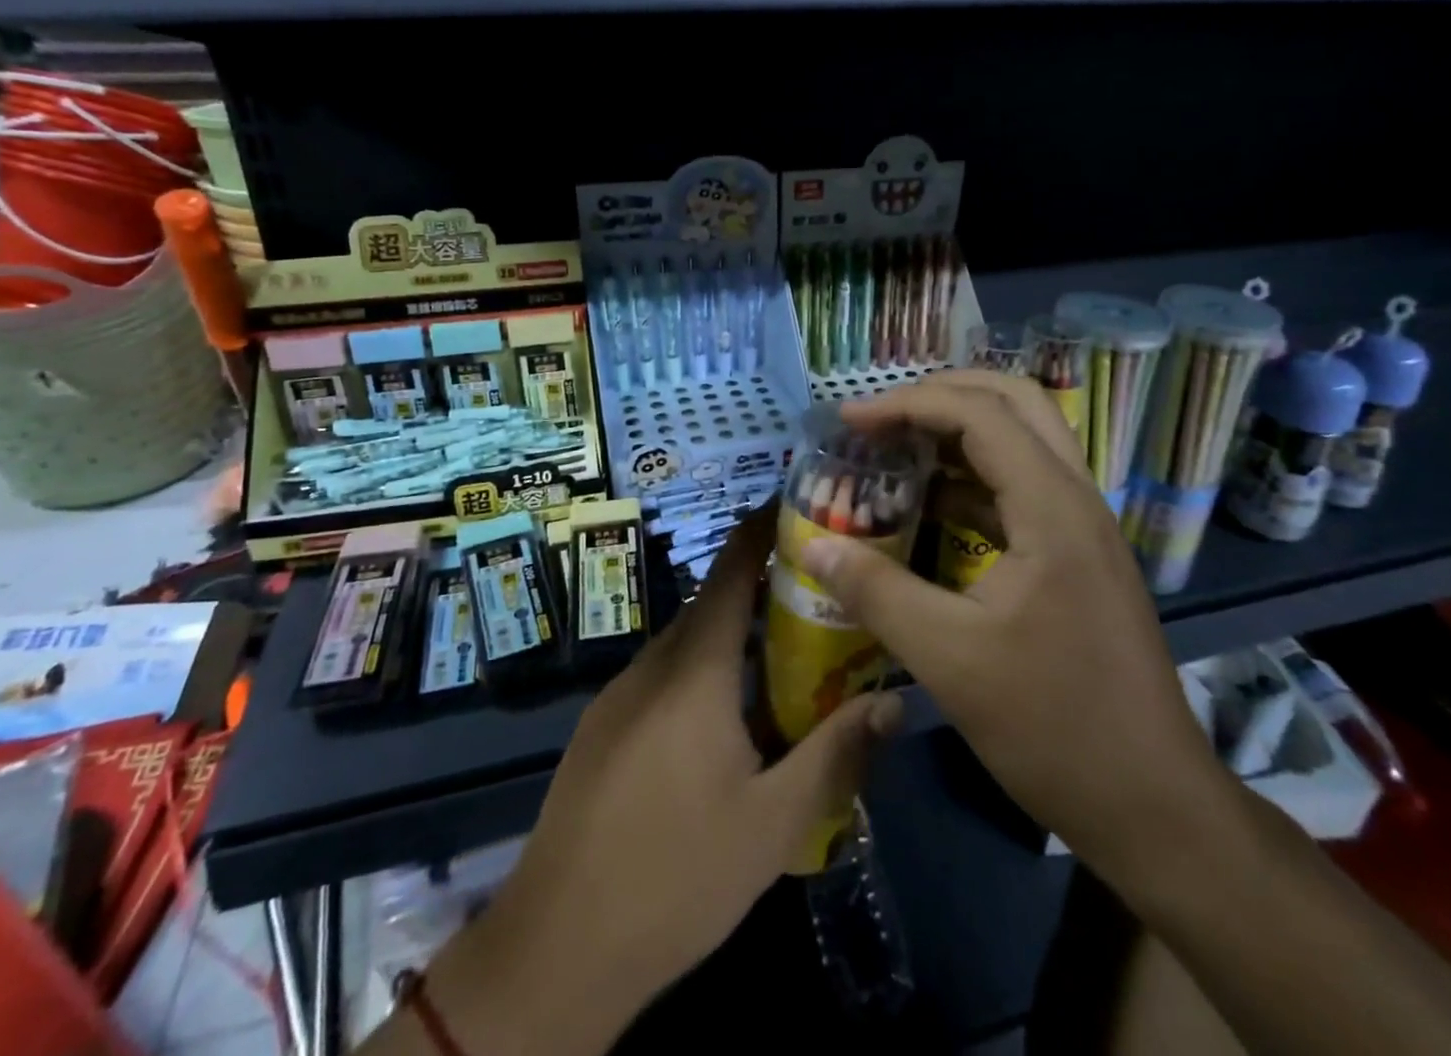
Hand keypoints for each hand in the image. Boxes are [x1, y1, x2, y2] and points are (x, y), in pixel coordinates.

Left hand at [416, 510, 902, 1055]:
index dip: (764, 528)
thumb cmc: (676, 876)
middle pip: (714, 605)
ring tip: (787, 657)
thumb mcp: (774, 823)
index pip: (733, 570)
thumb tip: (893, 703)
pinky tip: (729, 721)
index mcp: (694, 669)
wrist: (557, 947)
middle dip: (765, 590)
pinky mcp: (602, 728)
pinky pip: (663, 678)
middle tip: (820, 595)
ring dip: (734, 639)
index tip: (800, 503)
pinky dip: (703, 673)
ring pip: (688, 645)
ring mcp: (619, 696)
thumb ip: (836, 755)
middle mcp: (653, 664)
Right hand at [801, 370, 1225, 885]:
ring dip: (958, 431)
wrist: (1152, 803)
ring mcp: (1082, 525)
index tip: (849, 422)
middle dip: (941, 396)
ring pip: (1023, 439)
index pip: (979, 413)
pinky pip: (1022, 485)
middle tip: (881, 418)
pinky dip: (972, 477)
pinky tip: (929, 505)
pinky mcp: (1078, 554)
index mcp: (1052, 507)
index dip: (907, 404)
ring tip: (896, 450)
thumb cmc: (1052, 726)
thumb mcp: (947, 658)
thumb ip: (875, 592)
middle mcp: (1075, 498)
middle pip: (1014, 402)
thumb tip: (814, 547)